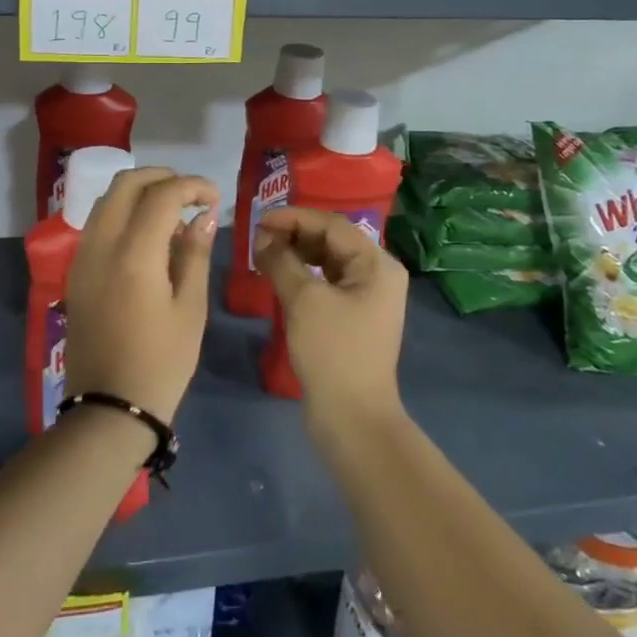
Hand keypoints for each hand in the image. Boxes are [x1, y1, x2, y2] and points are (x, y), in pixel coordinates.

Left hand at [63, 167, 219, 422]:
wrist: (110, 407)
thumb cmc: (162, 362)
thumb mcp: (190, 308)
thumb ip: (195, 254)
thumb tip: (204, 215)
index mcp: (134, 254)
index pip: (163, 195)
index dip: (192, 185)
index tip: (215, 197)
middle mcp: (101, 245)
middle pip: (126, 183)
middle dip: (162, 177)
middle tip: (192, 194)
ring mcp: (83, 257)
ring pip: (107, 200)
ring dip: (140, 193)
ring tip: (172, 212)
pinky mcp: (76, 271)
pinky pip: (98, 224)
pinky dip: (123, 213)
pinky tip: (147, 235)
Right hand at [253, 208, 409, 429]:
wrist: (352, 418)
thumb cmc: (332, 352)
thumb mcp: (304, 300)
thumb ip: (281, 260)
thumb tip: (263, 237)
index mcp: (377, 264)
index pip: (332, 225)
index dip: (294, 218)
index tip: (259, 221)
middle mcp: (378, 274)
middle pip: (332, 239)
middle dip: (295, 234)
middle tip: (258, 238)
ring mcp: (368, 296)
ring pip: (328, 260)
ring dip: (297, 253)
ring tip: (264, 254)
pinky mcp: (354, 316)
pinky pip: (327, 281)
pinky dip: (303, 274)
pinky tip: (280, 275)